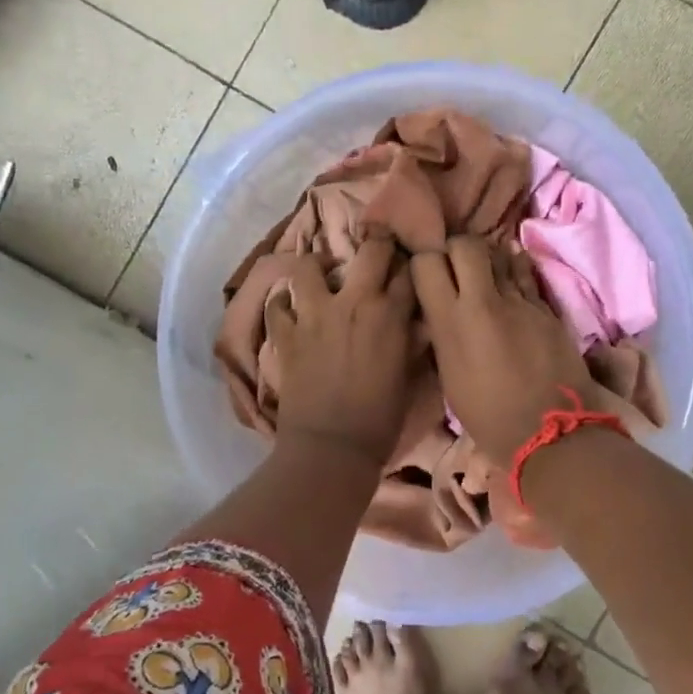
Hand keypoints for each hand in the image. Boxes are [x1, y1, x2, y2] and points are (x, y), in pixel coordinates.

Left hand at [267, 234, 416, 463]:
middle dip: (376, 244)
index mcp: (391, 315)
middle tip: (374, 252)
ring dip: (317, 267)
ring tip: (322, 276)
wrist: (332, 449)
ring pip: (309, 267)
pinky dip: (283, 304)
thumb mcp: (409, 377)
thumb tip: (415, 322)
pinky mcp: (286, 334)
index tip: (409, 265)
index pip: (408, 272)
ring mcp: (314, 315)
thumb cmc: (380, 420)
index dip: (410, 265)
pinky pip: (277, 306)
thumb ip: (412, 341)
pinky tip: (290, 308)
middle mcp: (354, 302)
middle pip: (370, 250)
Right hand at [411, 236, 595, 462]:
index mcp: (449, 322)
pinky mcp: (546, 307)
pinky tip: (512, 273)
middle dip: (457, 248)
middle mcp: (482, 301)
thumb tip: (442, 309)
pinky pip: (526, 274)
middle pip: (465, 244)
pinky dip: (516, 269)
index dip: (425, 260)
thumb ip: (443, 332)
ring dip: (489, 258)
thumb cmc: (488, 415)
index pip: (426, 262)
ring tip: (487, 271)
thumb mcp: (449, 374)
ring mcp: (519, 301)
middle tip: (457, 265)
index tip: (427, 270)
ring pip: (500, 253)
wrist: (548, 432)